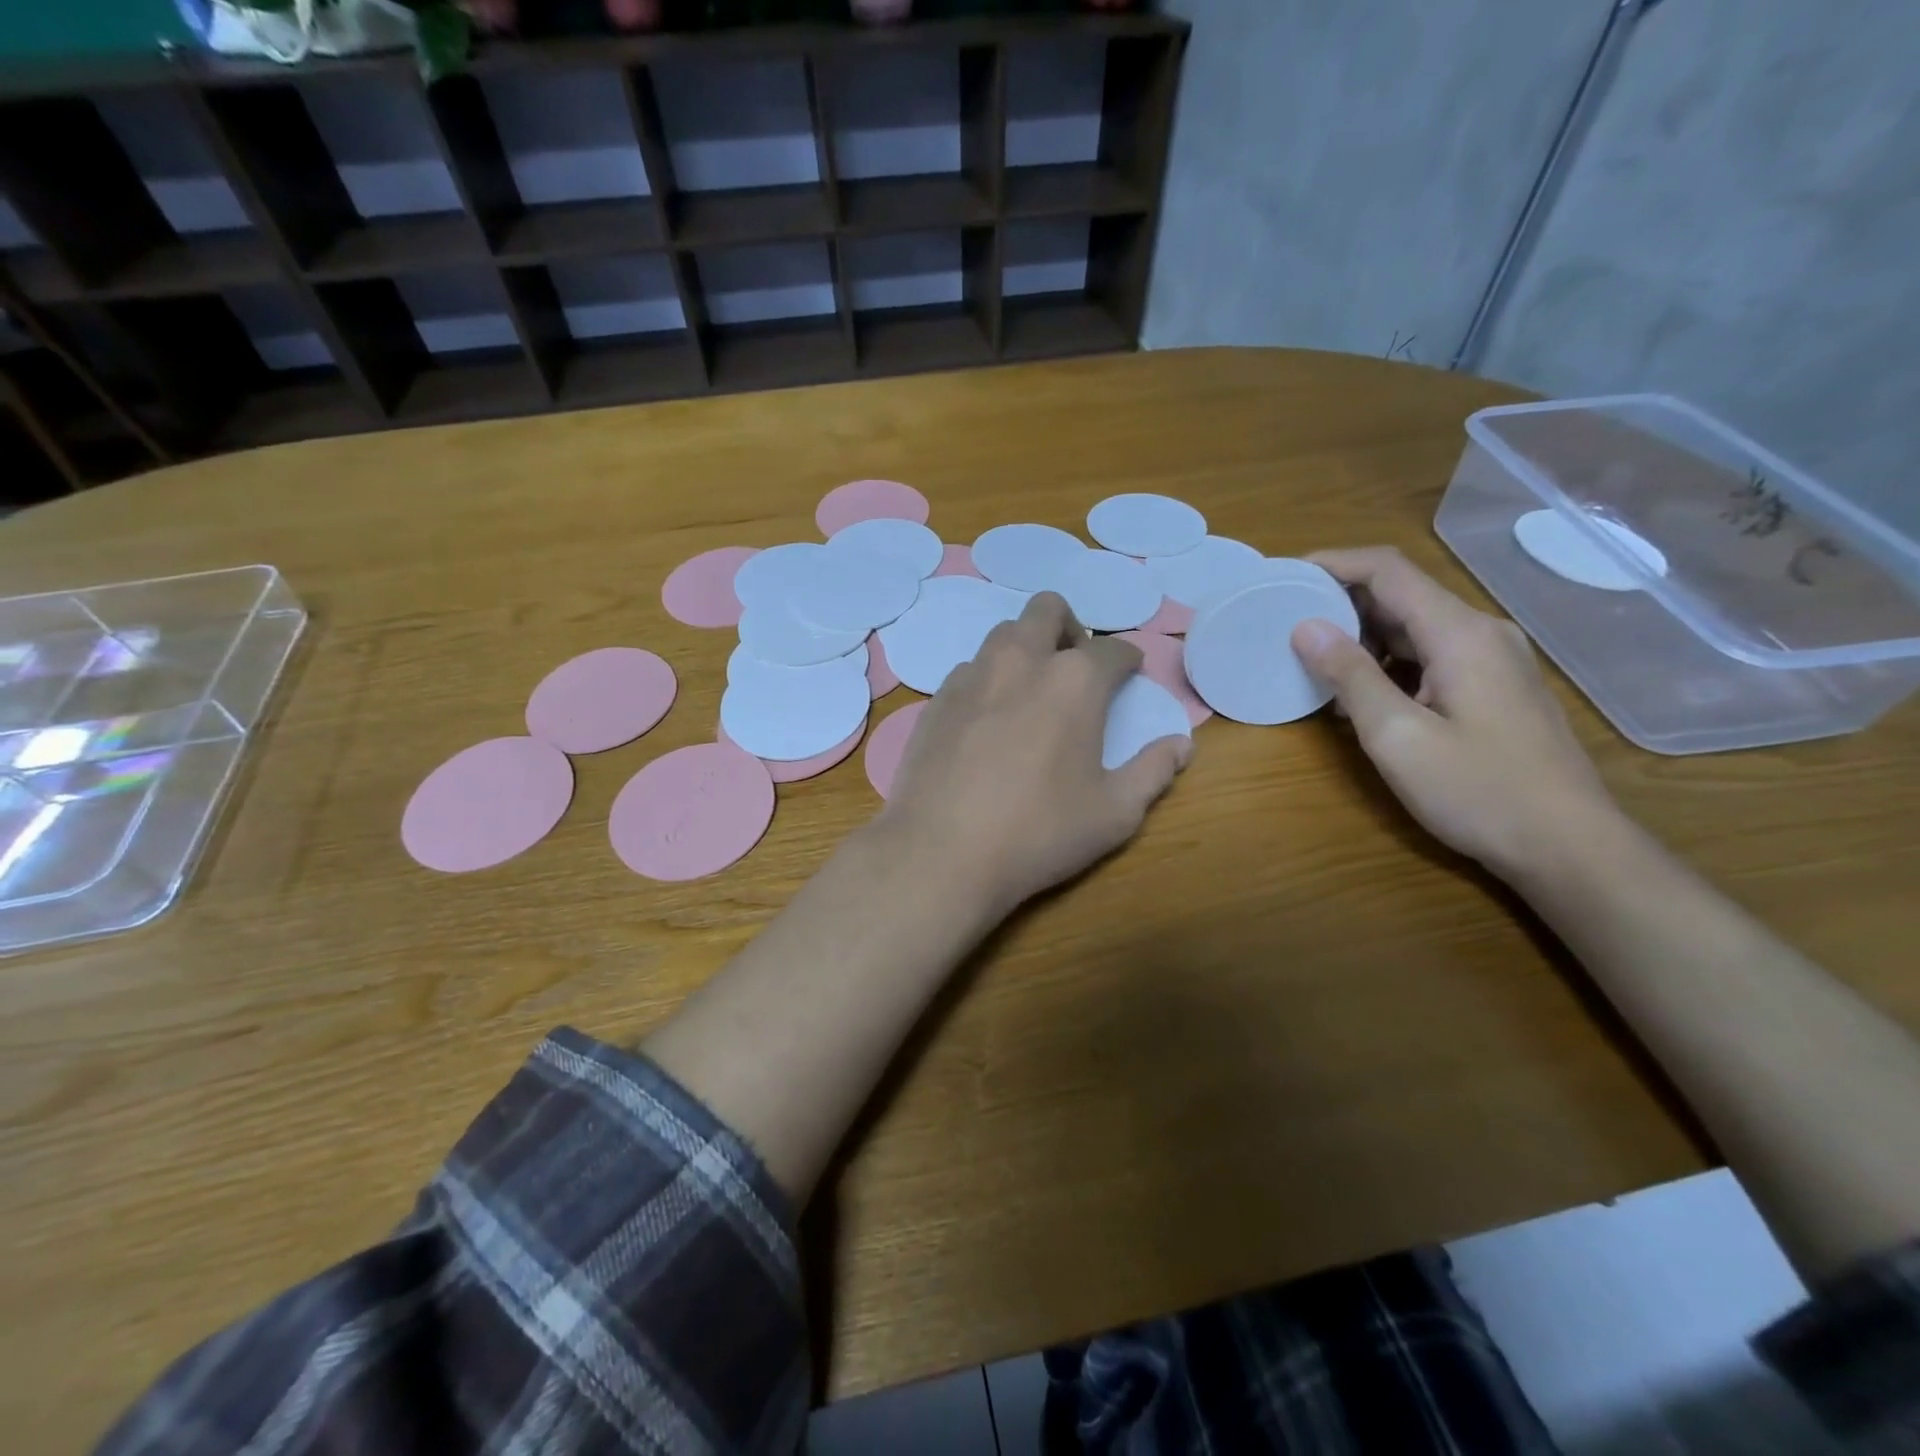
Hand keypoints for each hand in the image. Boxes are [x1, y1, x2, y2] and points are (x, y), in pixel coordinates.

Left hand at [880, 592, 1190, 917]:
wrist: (941, 852)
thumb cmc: (1039, 832)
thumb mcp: (1114, 813)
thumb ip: (1153, 771)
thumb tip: (1181, 745)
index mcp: (1074, 680)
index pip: (1113, 649)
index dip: (1128, 661)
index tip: (1129, 677)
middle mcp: (1021, 661)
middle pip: (1048, 610)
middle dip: (1070, 628)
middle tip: (1076, 668)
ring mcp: (972, 677)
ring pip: (1004, 635)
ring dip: (1026, 648)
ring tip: (1032, 692)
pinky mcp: (937, 700)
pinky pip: (970, 670)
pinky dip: (989, 680)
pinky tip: (989, 722)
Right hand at [1291, 547, 1620, 880]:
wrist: (1567, 845)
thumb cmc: (1478, 791)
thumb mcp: (1398, 736)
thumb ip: (1350, 676)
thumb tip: (1305, 627)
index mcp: (1460, 633)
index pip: (1388, 570)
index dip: (1333, 563)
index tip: (1284, 575)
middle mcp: (1480, 633)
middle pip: (1401, 594)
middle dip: (1340, 602)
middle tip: (1285, 622)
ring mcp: (1491, 660)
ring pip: (1413, 627)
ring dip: (1361, 636)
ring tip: (1311, 660)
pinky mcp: (1492, 686)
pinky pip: (1429, 655)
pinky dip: (1386, 662)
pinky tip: (1358, 693)